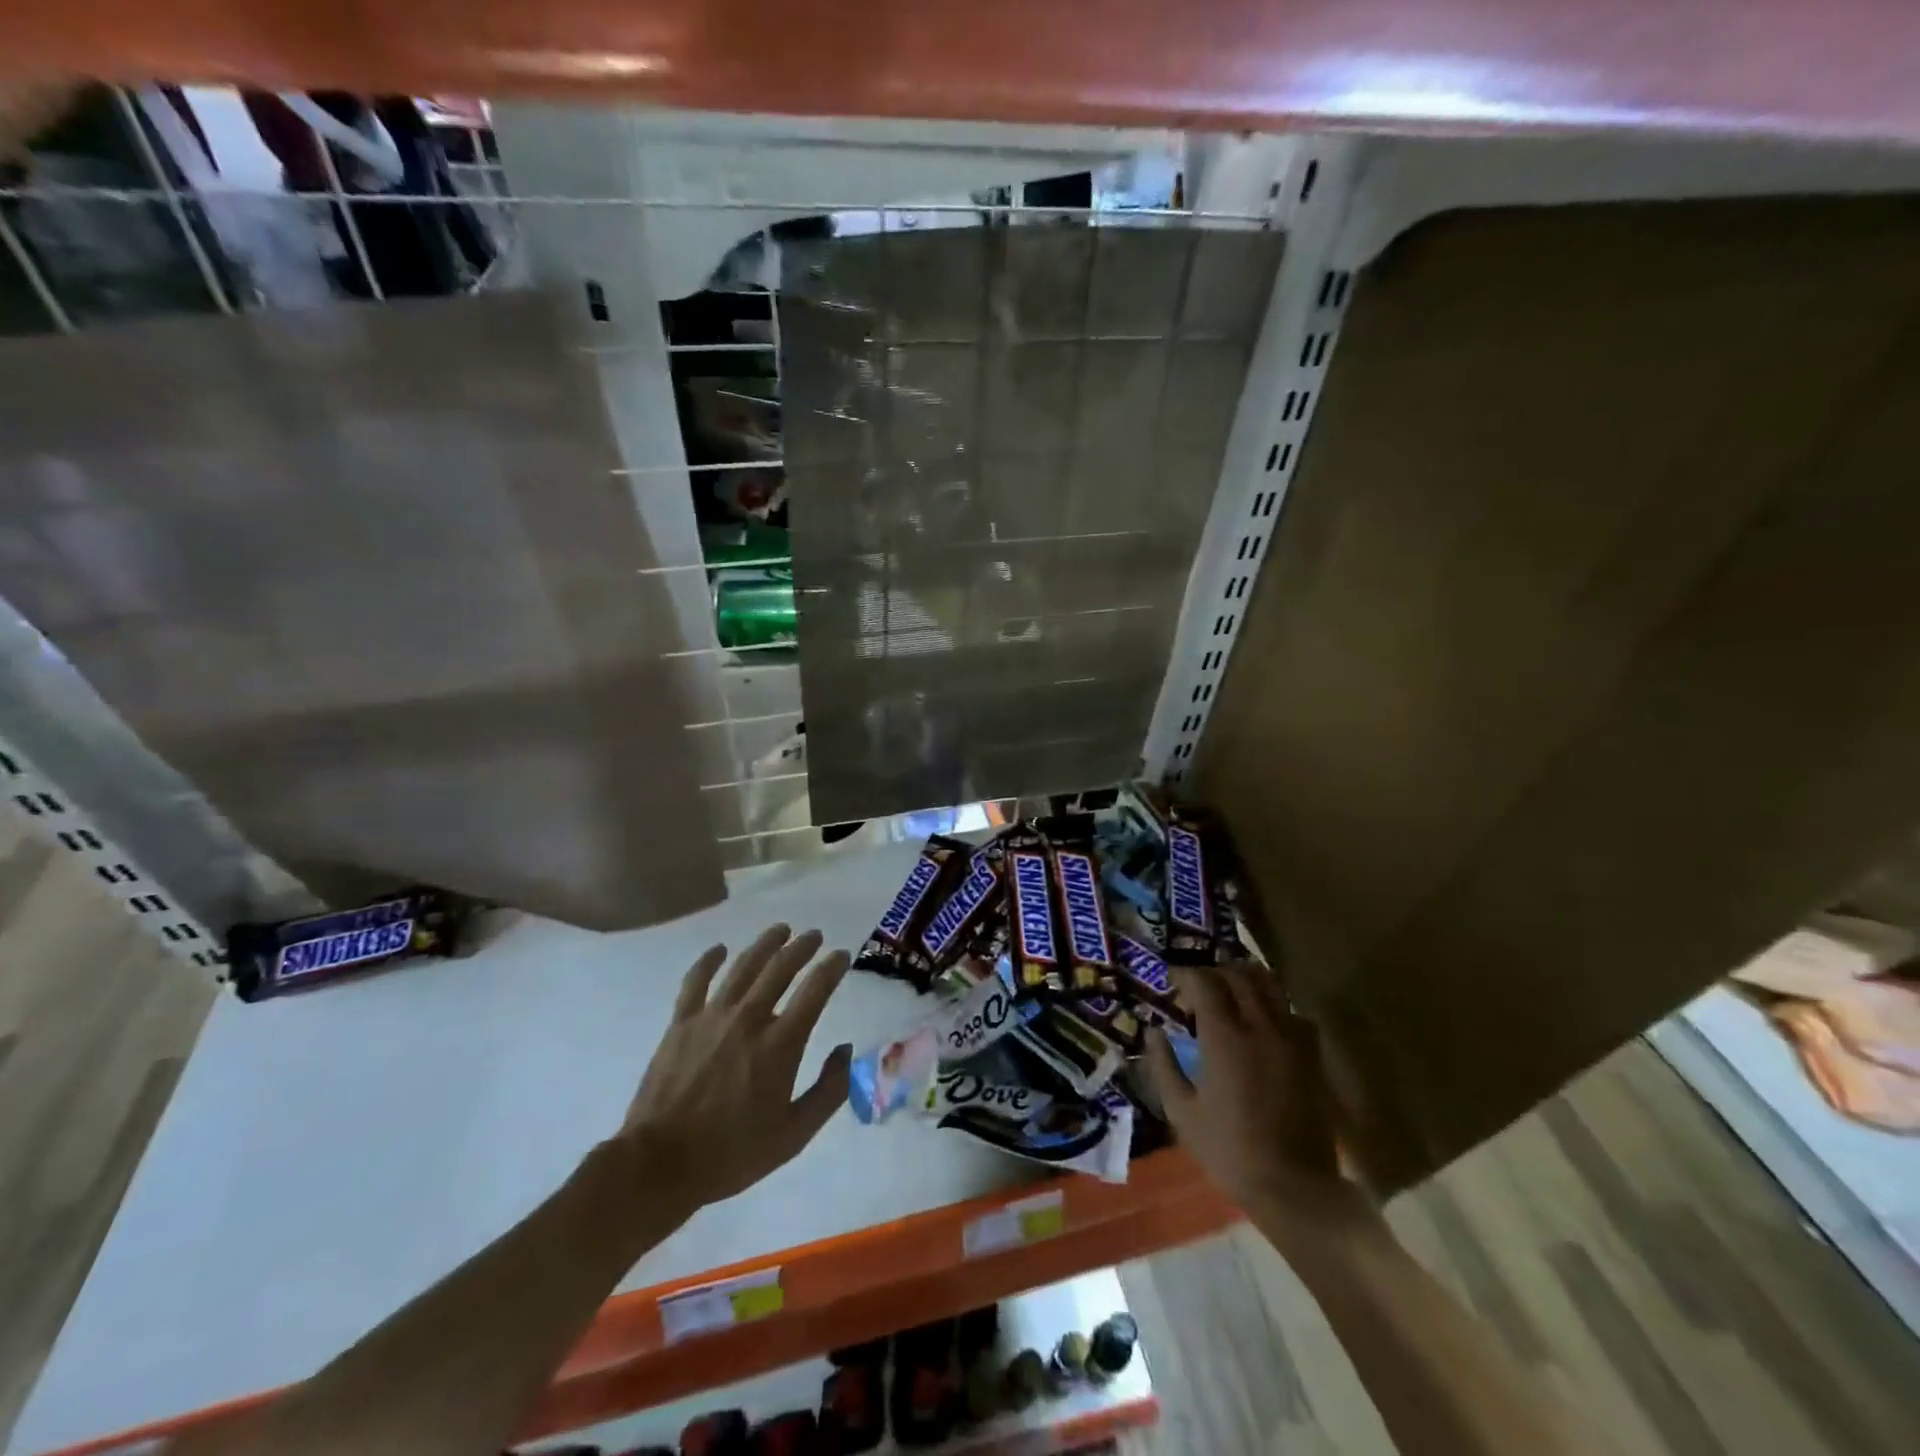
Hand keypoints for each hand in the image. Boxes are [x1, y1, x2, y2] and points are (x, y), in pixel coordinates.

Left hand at [620, 924, 851, 1212]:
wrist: (660, 1164)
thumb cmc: (732, 1153)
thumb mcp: (795, 1134)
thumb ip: (829, 1090)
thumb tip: (847, 1050)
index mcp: (780, 1044)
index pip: (815, 990)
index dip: (832, 967)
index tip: (841, 955)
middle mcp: (749, 1019)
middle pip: (780, 968)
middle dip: (802, 947)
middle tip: (814, 935)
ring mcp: (712, 1017)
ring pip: (743, 967)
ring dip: (765, 944)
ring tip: (780, 930)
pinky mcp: (681, 1023)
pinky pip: (695, 981)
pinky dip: (709, 961)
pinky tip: (719, 950)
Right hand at [1145, 961, 1374, 1242]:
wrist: (1293, 1185)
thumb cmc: (1229, 1149)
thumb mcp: (1181, 1111)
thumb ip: (1163, 1065)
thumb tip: (1153, 1032)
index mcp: (1224, 1036)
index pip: (1203, 981)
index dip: (1184, 974)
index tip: (1171, 979)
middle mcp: (1259, 1025)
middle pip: (1237, 975)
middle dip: (1213, 971)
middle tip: (1197, 983)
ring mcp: (1290, 1037)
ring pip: (1270, 985)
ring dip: (1245, 979)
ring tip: (1229, 990)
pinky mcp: (1311, 1054)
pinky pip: (1293, 1012)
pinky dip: (1274, 1005)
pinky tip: (1264, 1020)